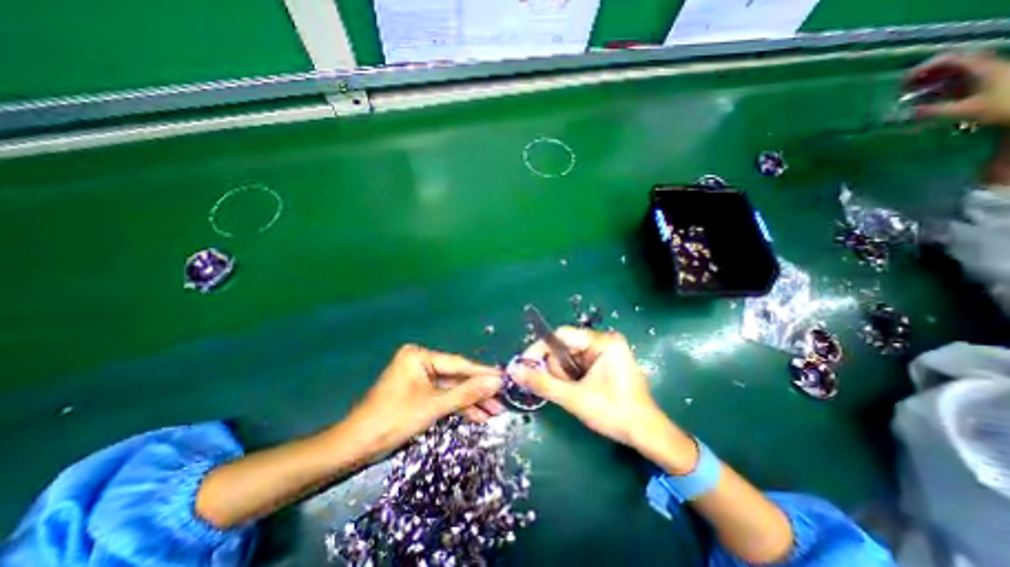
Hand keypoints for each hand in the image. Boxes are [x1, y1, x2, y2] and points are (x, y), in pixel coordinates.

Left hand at [347, 342, 505, 454]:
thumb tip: (496, 382)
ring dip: (471, 401)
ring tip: (494, 411)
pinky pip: (442, 396)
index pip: (458, 364)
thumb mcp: (433, 406)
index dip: (482, 374)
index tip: (504, 378)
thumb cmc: (393, 420)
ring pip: (451, 388)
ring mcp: (419, 377)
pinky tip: (477, 415)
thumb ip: (467, 393)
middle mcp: (420, 361)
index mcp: (419, 356)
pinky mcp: (418, 392)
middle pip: (456, 377)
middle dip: (478, 392)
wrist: (355, 447)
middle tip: (501, 400)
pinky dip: (458, 406)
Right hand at [514, 329, 663, 447]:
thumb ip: (542, 382)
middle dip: (556, 368)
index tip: (525, 366)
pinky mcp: (603, 361)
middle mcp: (603, 340)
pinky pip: (576, 363)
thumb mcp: (574, 398)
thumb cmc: (614, 413)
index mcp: (603, 341)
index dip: (540, 349)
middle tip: (560, 388)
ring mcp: (604, 351)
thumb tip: (514, 370)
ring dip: (563, 375)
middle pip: (564, 346)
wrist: (646, 434)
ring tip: (574, 393)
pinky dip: (570, 377)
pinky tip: (578, 390)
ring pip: (568, 356)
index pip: (561, 335)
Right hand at [912, 51, 1009, 123]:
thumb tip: (906, 113)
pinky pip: (959, 78)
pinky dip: (940, 85)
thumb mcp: (966, 110)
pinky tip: (930, 96)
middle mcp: (984, 66)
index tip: (902, 84)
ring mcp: (987, 72)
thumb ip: (934, 111)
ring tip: (912, 93)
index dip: (922, 69)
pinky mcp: (986, 81)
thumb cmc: (1003, 106)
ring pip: (954, 71)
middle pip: (950, 63)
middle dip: (924, 74)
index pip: (948, 60)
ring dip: (931, 80)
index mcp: (981, 68)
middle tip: (904, 89)